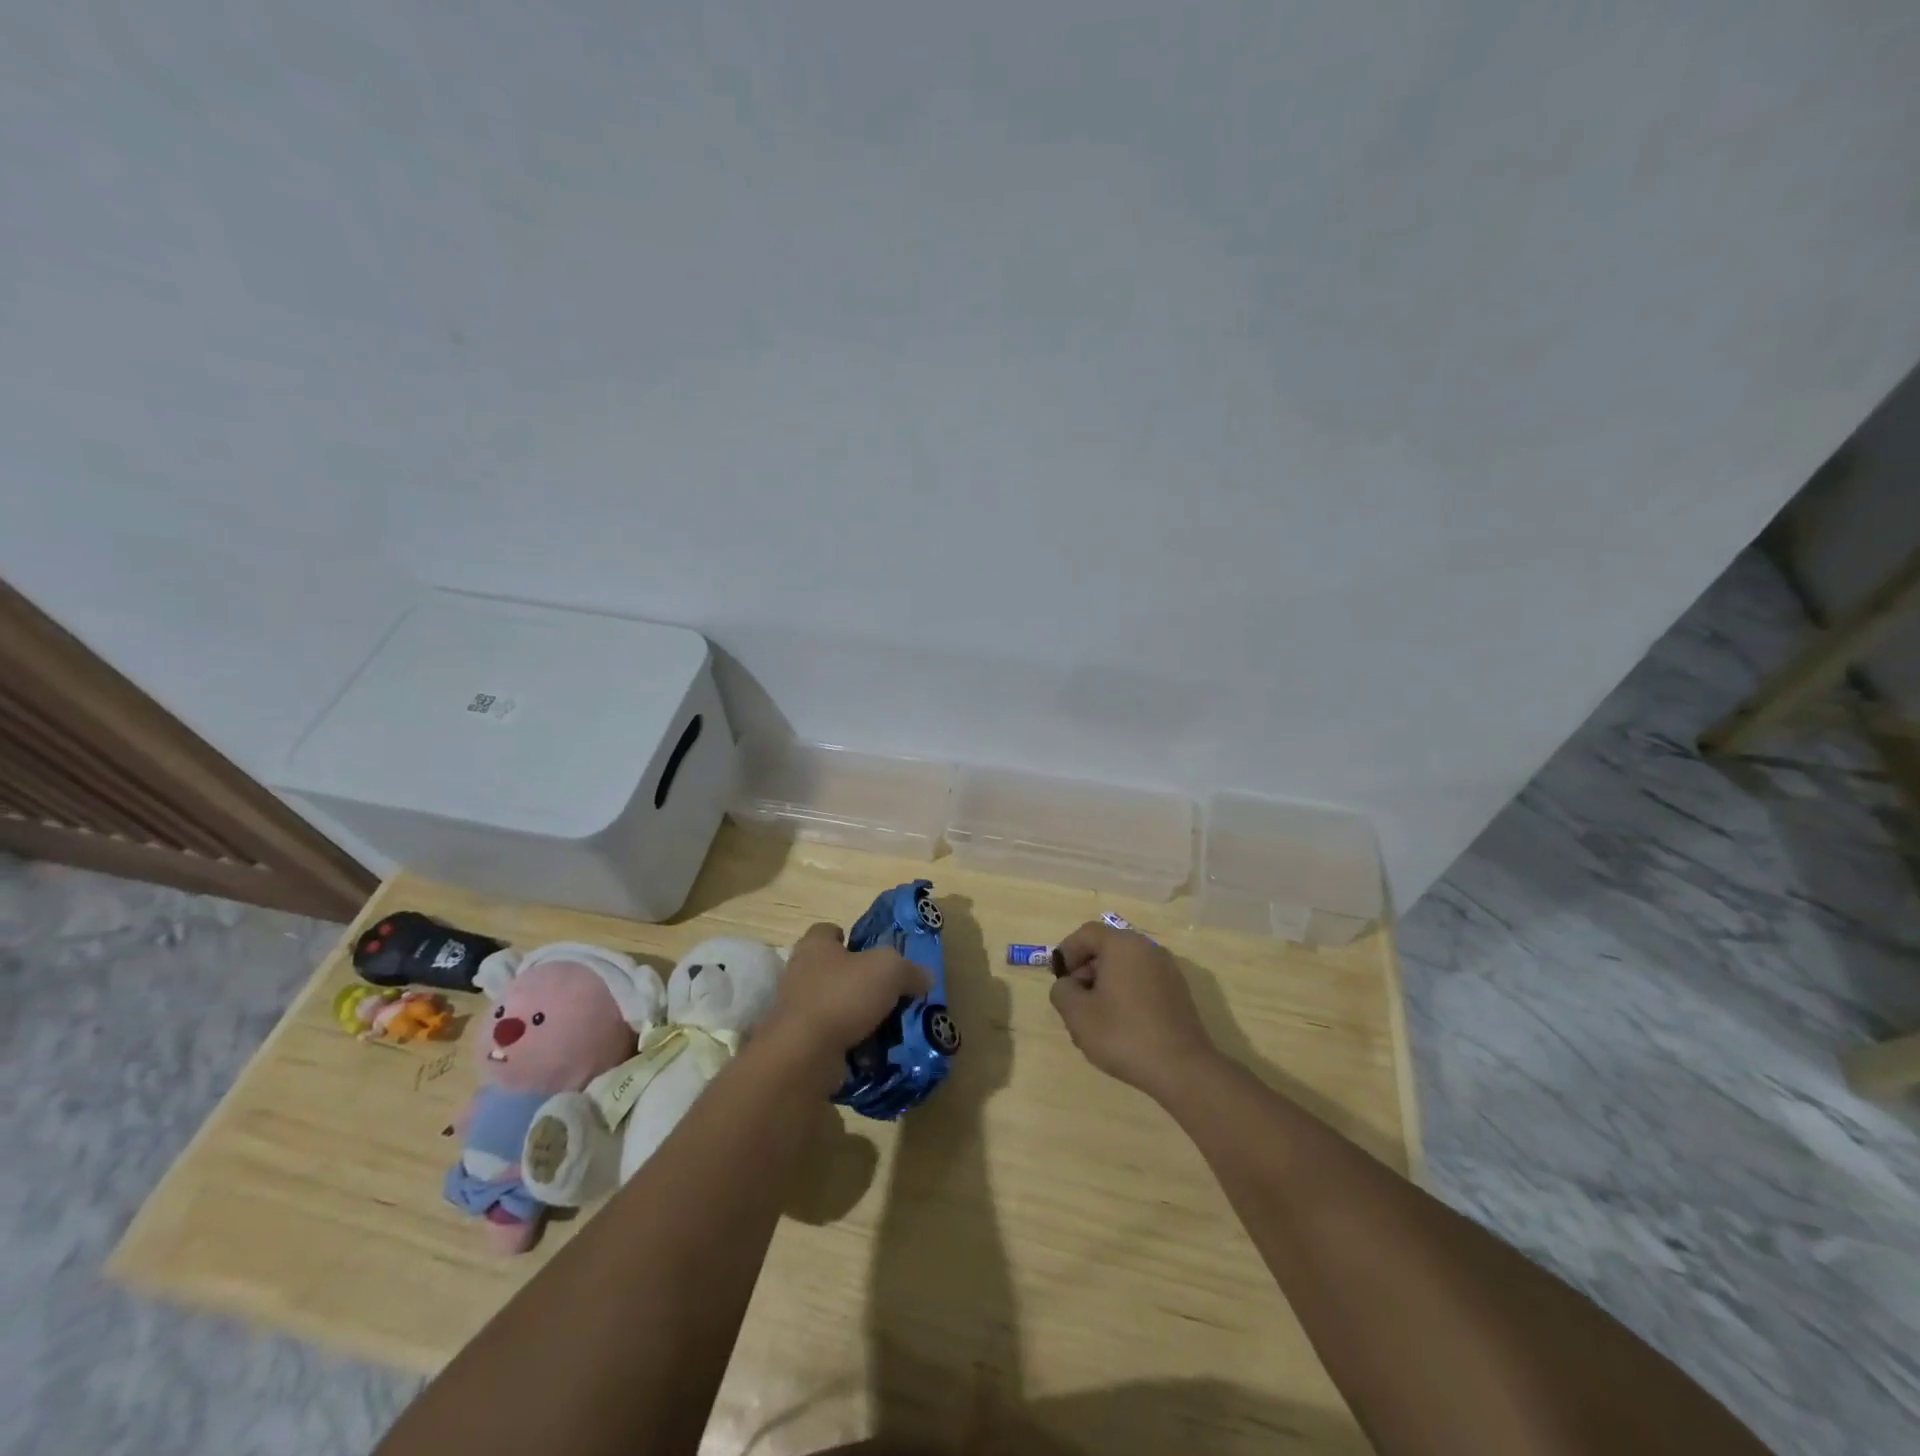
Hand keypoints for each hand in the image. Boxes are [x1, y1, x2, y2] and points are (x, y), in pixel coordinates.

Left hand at [761, 923, 932, 1088]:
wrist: (804, 1053)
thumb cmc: (843, 996)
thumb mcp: (889, 971)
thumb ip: (909, 970)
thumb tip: (925, 977)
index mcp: (815, 946)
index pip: (827, 931)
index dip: (848, 937)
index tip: (869, 951)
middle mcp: (799, 973)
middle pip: (831, 969)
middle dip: (856, 979)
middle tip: (887, 991)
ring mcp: (795, 1010)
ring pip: (831, 1004)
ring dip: (854, 1013)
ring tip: (886, 1024)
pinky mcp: (797, 1042)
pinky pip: (829, 1036)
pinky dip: (847, 1041)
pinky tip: (872, 1049)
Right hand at [1049, 922, 1218, 1102]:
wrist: (1182, 1069)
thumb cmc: (1124, 1034)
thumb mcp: (1077, 1014)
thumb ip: (1062, 990)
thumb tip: (1068, 984)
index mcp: (1122, 945)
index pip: (1086, 933)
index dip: (1067, 952)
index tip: (1059, 979)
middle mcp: (1147, 948)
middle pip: (1107, 947)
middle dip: (1086, 969)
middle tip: (1075, 1000)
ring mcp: (1167, 969)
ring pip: (1125, 966)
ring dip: (1105, 983)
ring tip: (1096, 1016)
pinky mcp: (1178, 991)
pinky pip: (1142, 980)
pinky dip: (1126, 992)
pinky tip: (1122, 1024)